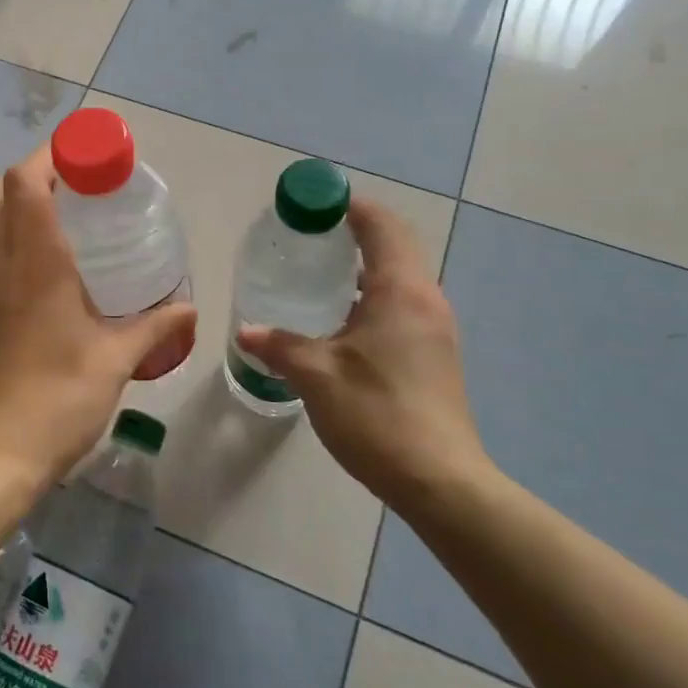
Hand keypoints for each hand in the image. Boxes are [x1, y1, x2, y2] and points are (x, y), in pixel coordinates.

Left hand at [0, 148, 196, 487]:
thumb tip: (190, 309)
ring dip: (23, 204)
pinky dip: (18, 239)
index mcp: (35, 264)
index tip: (87, 154)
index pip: (24, 182)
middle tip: (81, 182)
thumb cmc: (56, 401)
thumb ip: (154, 328)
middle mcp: (1, 265)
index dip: (50, 155)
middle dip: (35, 172)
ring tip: (73, 218)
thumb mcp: (115, 363)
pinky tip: (54, 271)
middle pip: (0, 191)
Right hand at [234, 200, 496, 517]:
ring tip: (315, 282)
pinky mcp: (434, 356)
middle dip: (351, 238)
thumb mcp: (316, 375)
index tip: (313, 207)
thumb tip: (247, 332)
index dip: (350, 207)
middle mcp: (425, 300)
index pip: (382, 226)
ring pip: (396, 282)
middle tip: (305, 244)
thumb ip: (279, 346)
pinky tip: (337, 327)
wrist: (440, 481)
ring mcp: (435, 330)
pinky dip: (370, 301)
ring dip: (360, 273)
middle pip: (392, 248)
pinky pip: (400, 308)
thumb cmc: (377, 414)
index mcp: (401, 291)